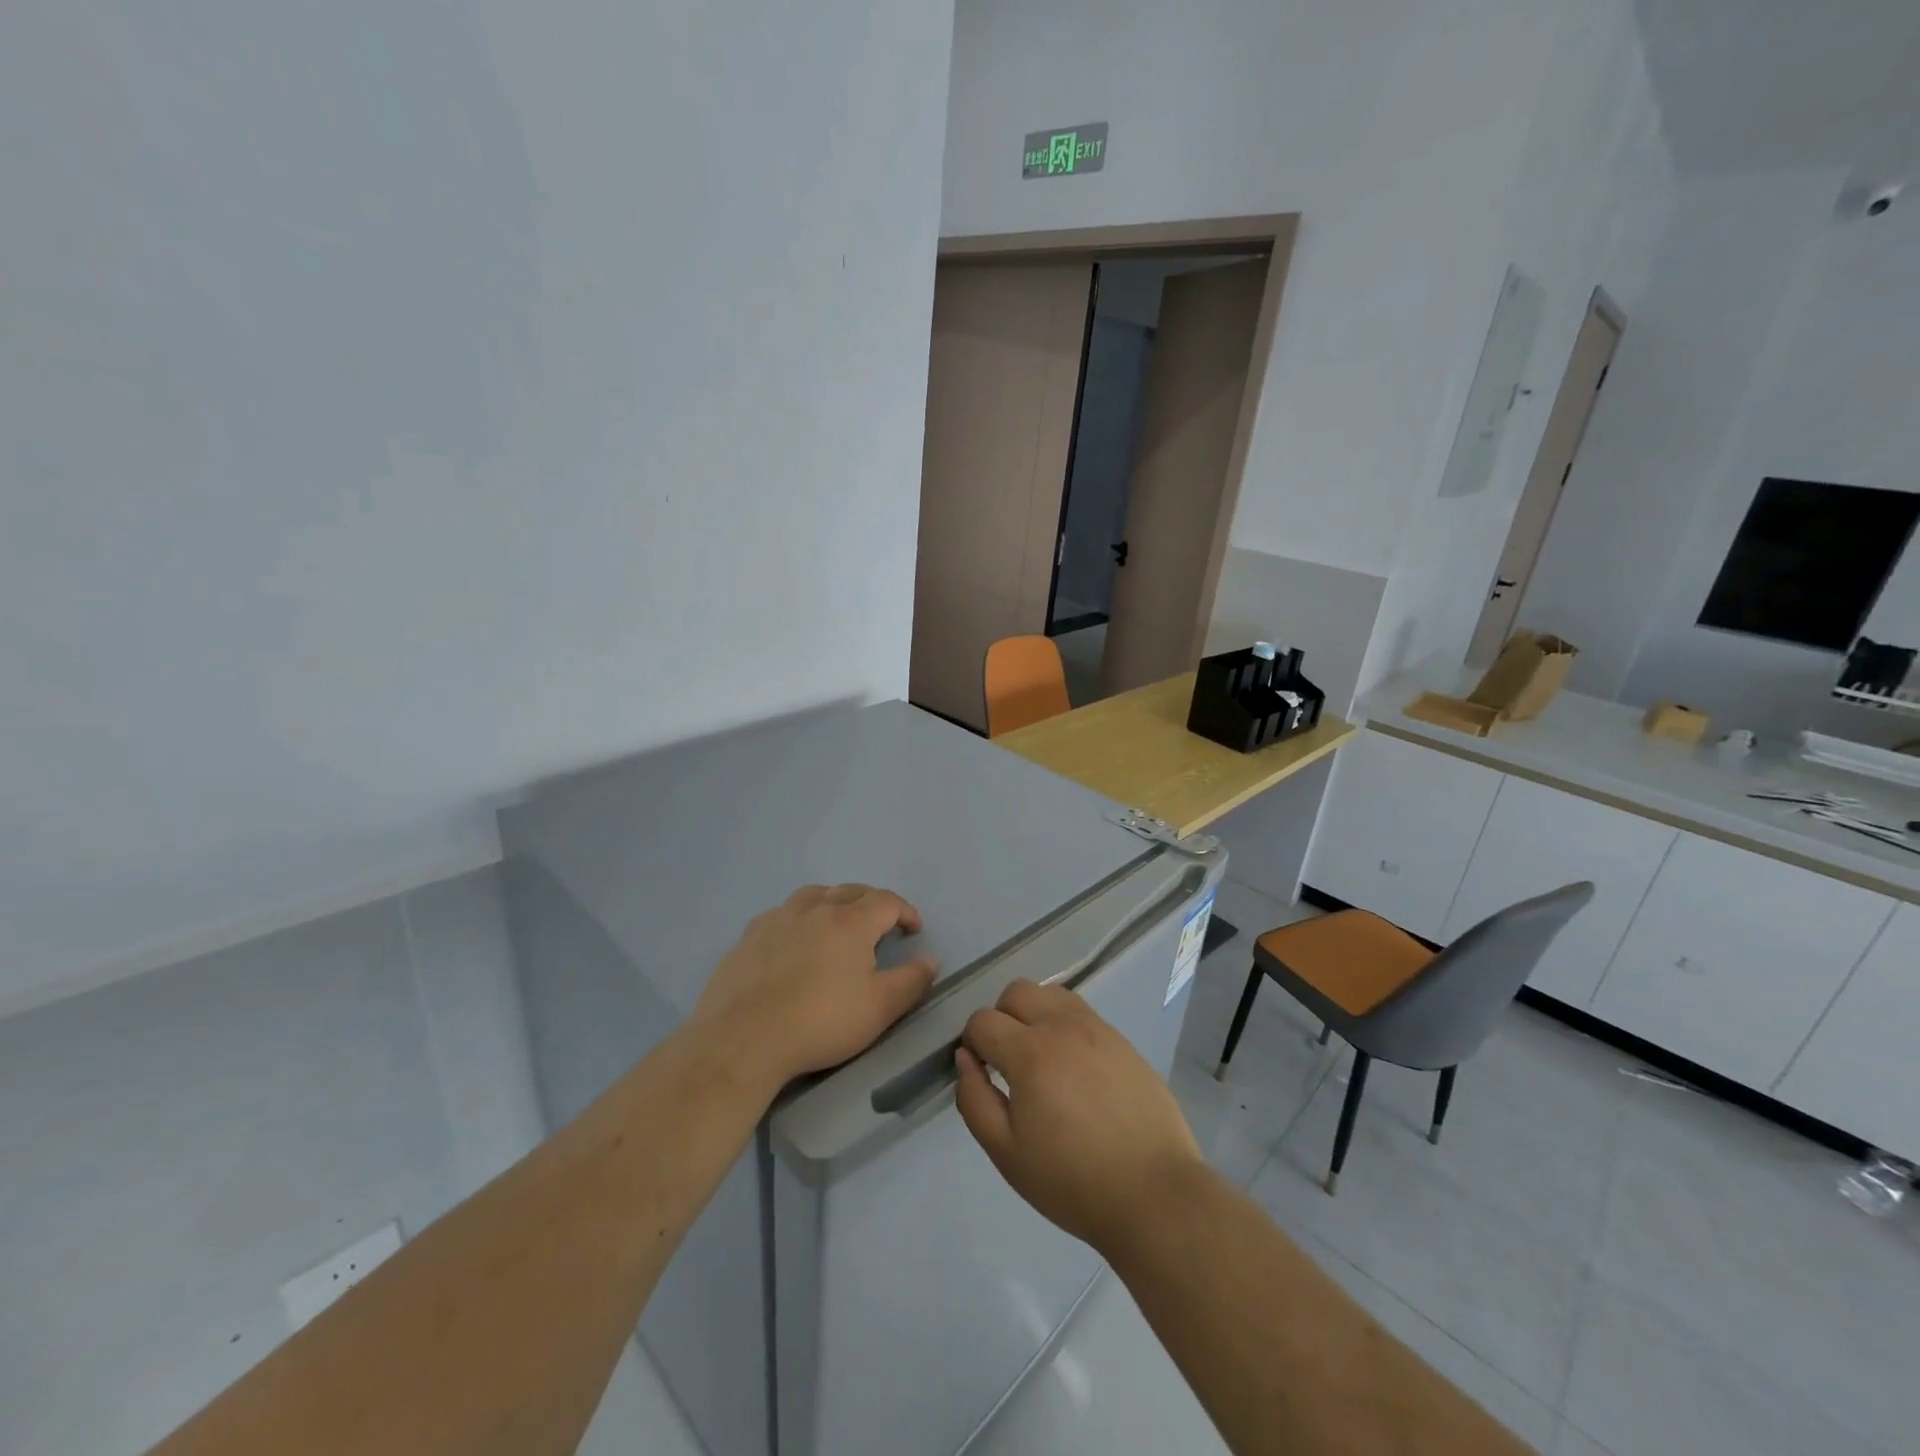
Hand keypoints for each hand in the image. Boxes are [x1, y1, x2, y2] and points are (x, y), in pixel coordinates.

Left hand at [693, 884, 939, 1087]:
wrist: (743, 1039)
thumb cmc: (821, 1021)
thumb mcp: (880, 1008)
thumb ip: (912, 980)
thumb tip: (931, 959)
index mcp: (850, 921)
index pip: (886, 901)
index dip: (905, 911)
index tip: (914, 929)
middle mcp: (814, 908)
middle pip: (850, 891)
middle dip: (872, 902)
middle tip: (881, 923)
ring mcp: (777, 919)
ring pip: (813, 895)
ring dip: (833, 902)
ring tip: (838, 921)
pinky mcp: (748, 937)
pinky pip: (782, 914)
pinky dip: (799, 919)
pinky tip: (794, 940)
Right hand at [954, 979, 1203, 1255]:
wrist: (1153, 1193)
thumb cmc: (1072, 1181)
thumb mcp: (1007, 1153)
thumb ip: (974, 1100)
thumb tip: (965, 1059)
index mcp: (1029, 1052)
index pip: (982, 1021)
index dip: (972, 1044)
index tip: (982, 1075)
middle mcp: (1061, 1026)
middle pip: (1015, 991)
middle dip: (1001, 1018)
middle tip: (1008, 1062)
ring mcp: (1096, 1028)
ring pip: (1050, 993)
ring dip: (1034, 1013)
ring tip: (1041, 1058)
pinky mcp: (1121, 1039)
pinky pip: (1081, 1011)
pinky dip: (1064, 1024)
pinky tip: (1073, 1066)